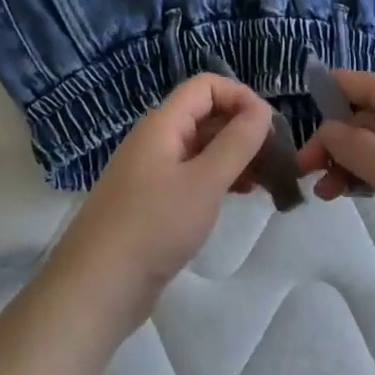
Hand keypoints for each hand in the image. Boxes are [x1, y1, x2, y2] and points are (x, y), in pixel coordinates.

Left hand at [47, 74, 272, 333]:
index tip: (270, 127)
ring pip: (202, 147)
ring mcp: (153, 171)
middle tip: (277, 158)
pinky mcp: (154, 201)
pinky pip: (193, 175)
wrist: (97, 287)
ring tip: (267, 180)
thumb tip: (261, 109)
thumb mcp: (203, 182)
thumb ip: (236, 143)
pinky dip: (219, 178)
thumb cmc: (153, 227)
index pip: (205, 86)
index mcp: (162, 124)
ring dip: (235, 156)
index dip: (240, 97)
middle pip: (205, 115)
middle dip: (242, 128)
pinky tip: (241, 196)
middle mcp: (156, 140)